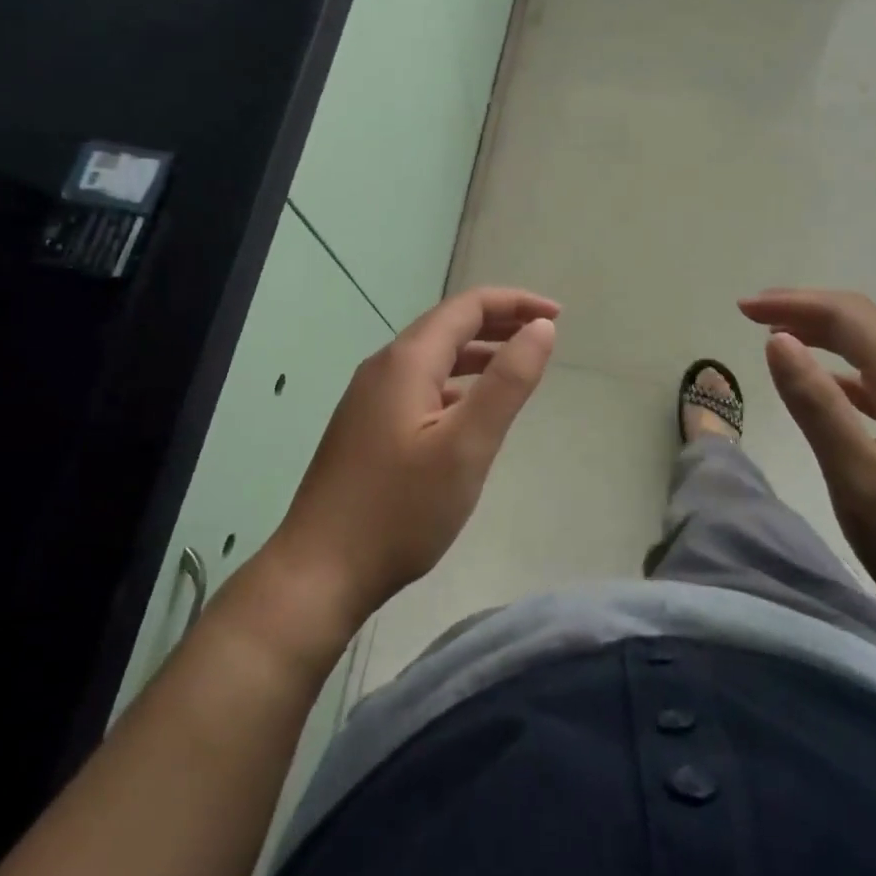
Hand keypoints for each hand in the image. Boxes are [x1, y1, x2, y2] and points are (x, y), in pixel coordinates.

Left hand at [266, 287, 558, 625]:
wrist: (318, 571)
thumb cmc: (399, 510)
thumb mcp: (466, 446)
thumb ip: (507, 382)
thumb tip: (540, 327)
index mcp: (406, 361)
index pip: (466, 308)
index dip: (514, 303)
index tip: (557, 316)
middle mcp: (383, 367)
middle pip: (447, 326)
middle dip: (497, 322)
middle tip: (543, 334)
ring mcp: (369, 397)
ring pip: (432, 357)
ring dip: (476, 352)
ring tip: (516, 364)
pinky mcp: (365, 426)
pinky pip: (418, 385)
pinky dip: (454, 382)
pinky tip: (469, 408)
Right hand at [739, 289, 875, 657]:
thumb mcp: (861, 482)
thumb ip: (816, 405)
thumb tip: (776, 340)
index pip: (848, 316)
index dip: (792, 303)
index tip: (742, 309)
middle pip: (866, 321)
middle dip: (806, 309)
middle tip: (753, 315)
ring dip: (826, 334)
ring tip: (780, 340)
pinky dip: (847, 368)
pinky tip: (829, 388)